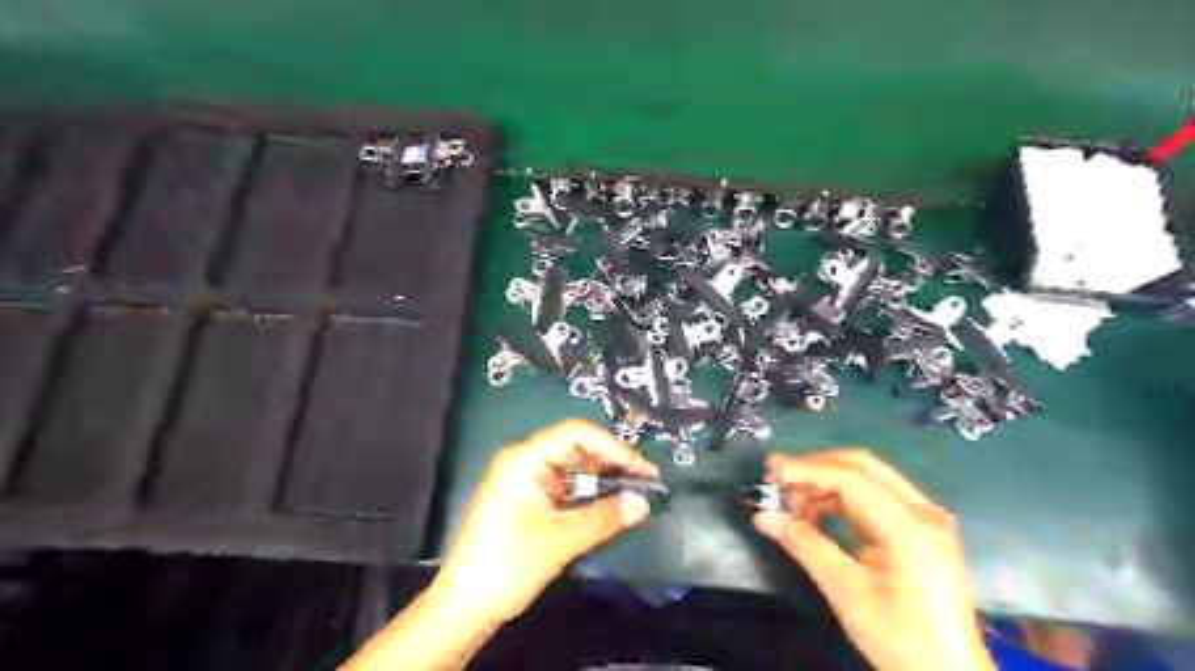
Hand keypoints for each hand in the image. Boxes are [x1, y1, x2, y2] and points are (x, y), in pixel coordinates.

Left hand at [432, 422, 651, 624]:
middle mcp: (525, 462)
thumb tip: (644, 502)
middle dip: (611, 461)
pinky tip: (612, 504)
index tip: (641, 468)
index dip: (612, 446)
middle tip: (645, 480)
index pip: (575, 433)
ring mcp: (527, 482)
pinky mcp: (530, 502)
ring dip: (603, 479)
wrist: (465, 607)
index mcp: (524, 459)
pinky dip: (589, 494)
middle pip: (576, 448)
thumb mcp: (561, 540)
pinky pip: (566, 488)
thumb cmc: (508, 565)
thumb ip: (605, 517)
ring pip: (573, 469)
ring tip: (635, 491)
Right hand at [754, 450, 1001, 670]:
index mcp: (910, 527)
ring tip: (792, 502)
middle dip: (815, 468)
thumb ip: (804, 545)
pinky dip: (841, 498)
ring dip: (826, 482)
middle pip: (862, 466)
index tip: (770, 471)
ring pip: (867, 477)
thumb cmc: (900, 638)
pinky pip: (874, 496)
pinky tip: (816, 513)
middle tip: (778, 480)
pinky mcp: (920, 529)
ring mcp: (925, 517)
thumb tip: (764, 516)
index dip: (806, 470)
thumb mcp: (846, 592)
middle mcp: (923, 511)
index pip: (850, 478)